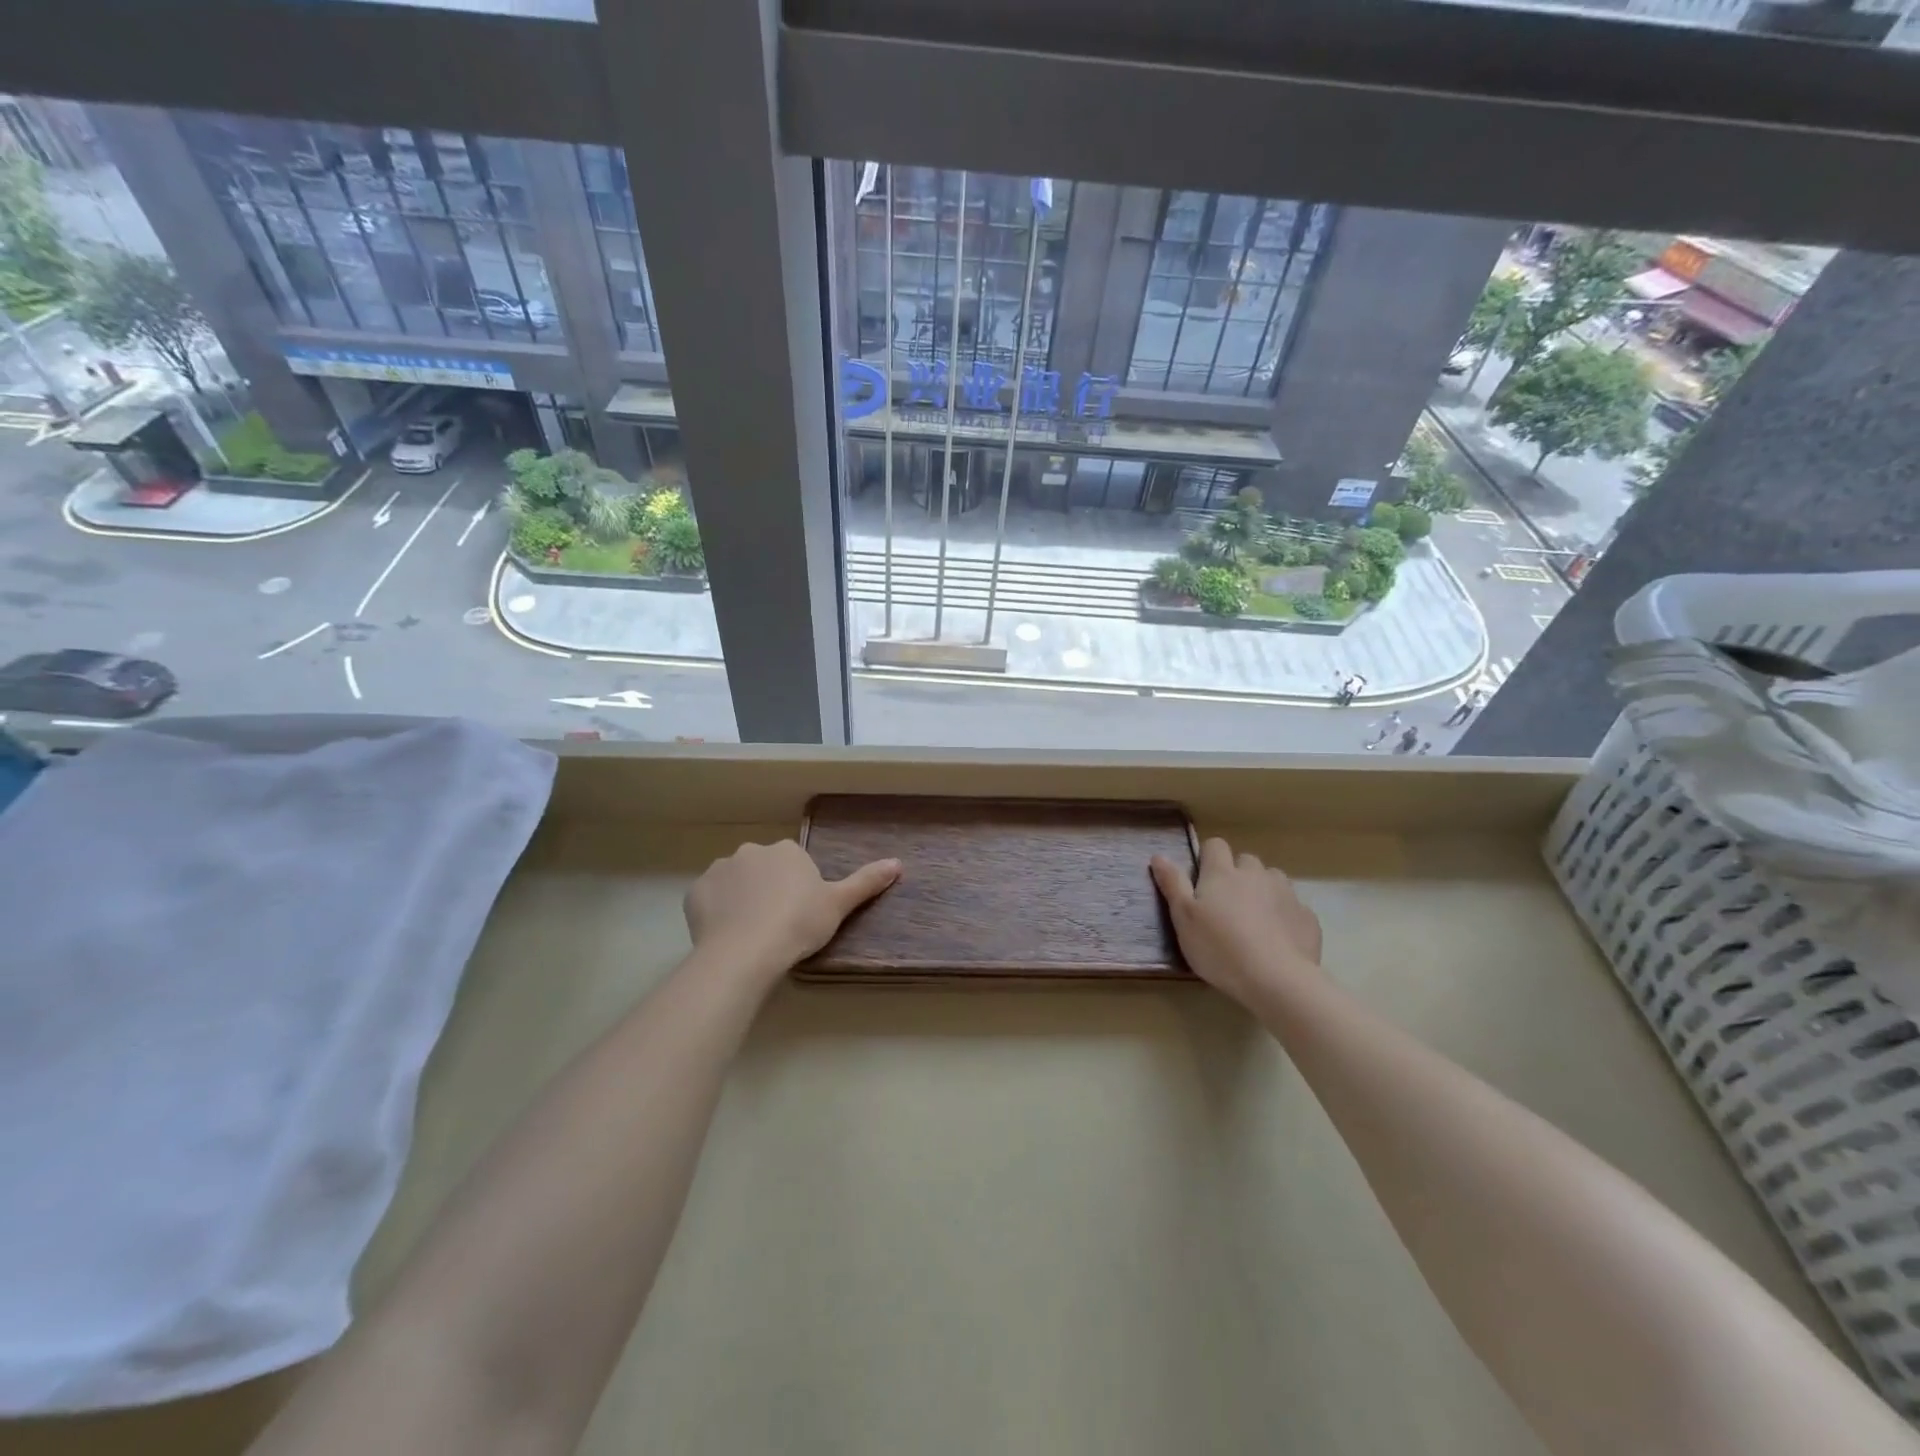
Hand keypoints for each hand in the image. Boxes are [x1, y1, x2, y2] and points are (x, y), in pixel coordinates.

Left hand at [685, 840, 900, 984]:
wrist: (745, 952)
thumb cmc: (798, 924)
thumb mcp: (838, 905)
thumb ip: (866, 882)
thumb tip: (898, 862)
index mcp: (787, 850)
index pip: (795, 863)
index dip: (799, 889)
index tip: (801, 915)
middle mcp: (752, 851)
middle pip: (764, 869)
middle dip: (769, 889)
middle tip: (778, 925)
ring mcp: (720, 869)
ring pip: (735, 882)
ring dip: (742, 899)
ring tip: (751, 934)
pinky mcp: (695, 892)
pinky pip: (710, 898)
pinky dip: (716, 911)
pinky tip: (726, 934)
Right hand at [1150, 838, 1322, 1009]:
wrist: (1276, 979)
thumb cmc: (1219, 948)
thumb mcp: (1183, 918)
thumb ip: (1172, 884)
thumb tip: (1159, 855)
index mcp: (1222, 873)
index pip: (1215, 845)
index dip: (1208, 858)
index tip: (1202, 880)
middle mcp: (1256, 874)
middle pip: (1246, 861)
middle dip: (1237, 875)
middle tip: (1226, 906)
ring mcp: (1285, 893)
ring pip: (1272, 880)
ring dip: (1263, 891)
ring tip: (1254, 921)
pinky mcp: (1307, 917)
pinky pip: (1293, 907)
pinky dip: (1284, 915)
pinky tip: (1278, 939)